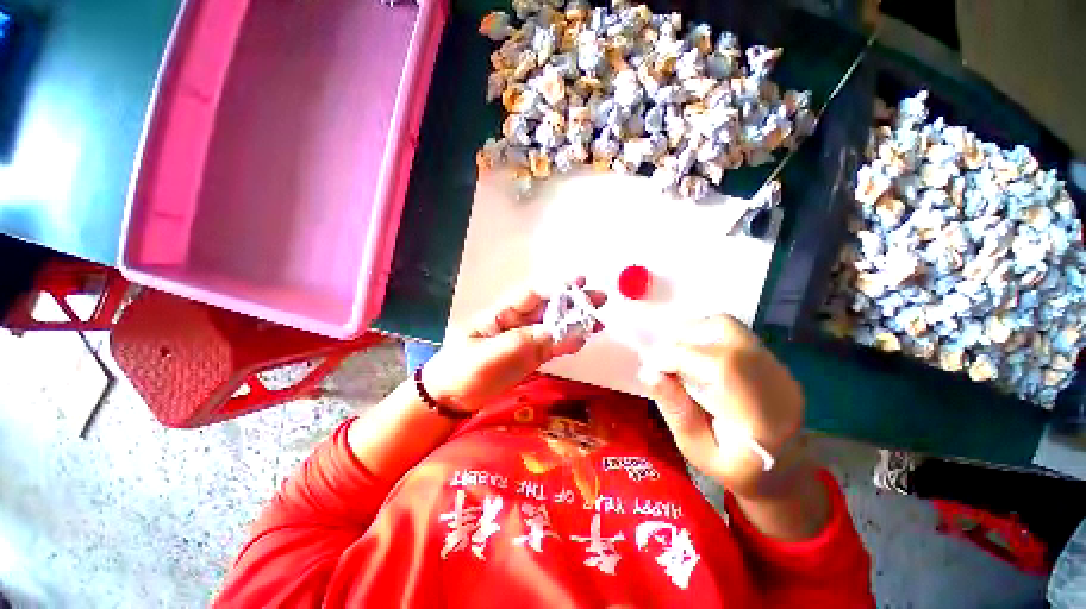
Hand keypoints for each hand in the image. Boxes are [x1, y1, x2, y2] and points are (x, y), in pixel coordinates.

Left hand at [421, 278, 604, 412]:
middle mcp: (516, 323)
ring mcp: (524, 341)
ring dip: (576, 323)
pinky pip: (551, 347)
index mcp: (502, 314)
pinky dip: (566, 344)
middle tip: (600, 300)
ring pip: (554, 327)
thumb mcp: (488, 355)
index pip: (533, 295)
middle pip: (549, 309)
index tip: (580, 282)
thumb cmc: (462, 370)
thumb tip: (555, 333)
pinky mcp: (528, 357)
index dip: (556, 288)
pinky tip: (582, 340)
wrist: (450, 398)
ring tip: (599, 322)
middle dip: (574, 303)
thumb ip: (522, 343)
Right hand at [638, 315, 804, 497]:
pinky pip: (733, 335)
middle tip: (664, 359)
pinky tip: (697, 359)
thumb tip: (648, 372)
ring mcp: (778, 368)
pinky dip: (706, 338)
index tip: (651, 367)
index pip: (718, 365)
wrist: (785, 473)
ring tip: (678, 356)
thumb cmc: (737, 471)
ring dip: (694, 334)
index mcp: (759, 415)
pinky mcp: (772, 361)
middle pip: (725, 331)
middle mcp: (775, 381)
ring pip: (728, 327)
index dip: (676, 357)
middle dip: (683, 338)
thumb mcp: (698, 452)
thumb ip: (675, 412)